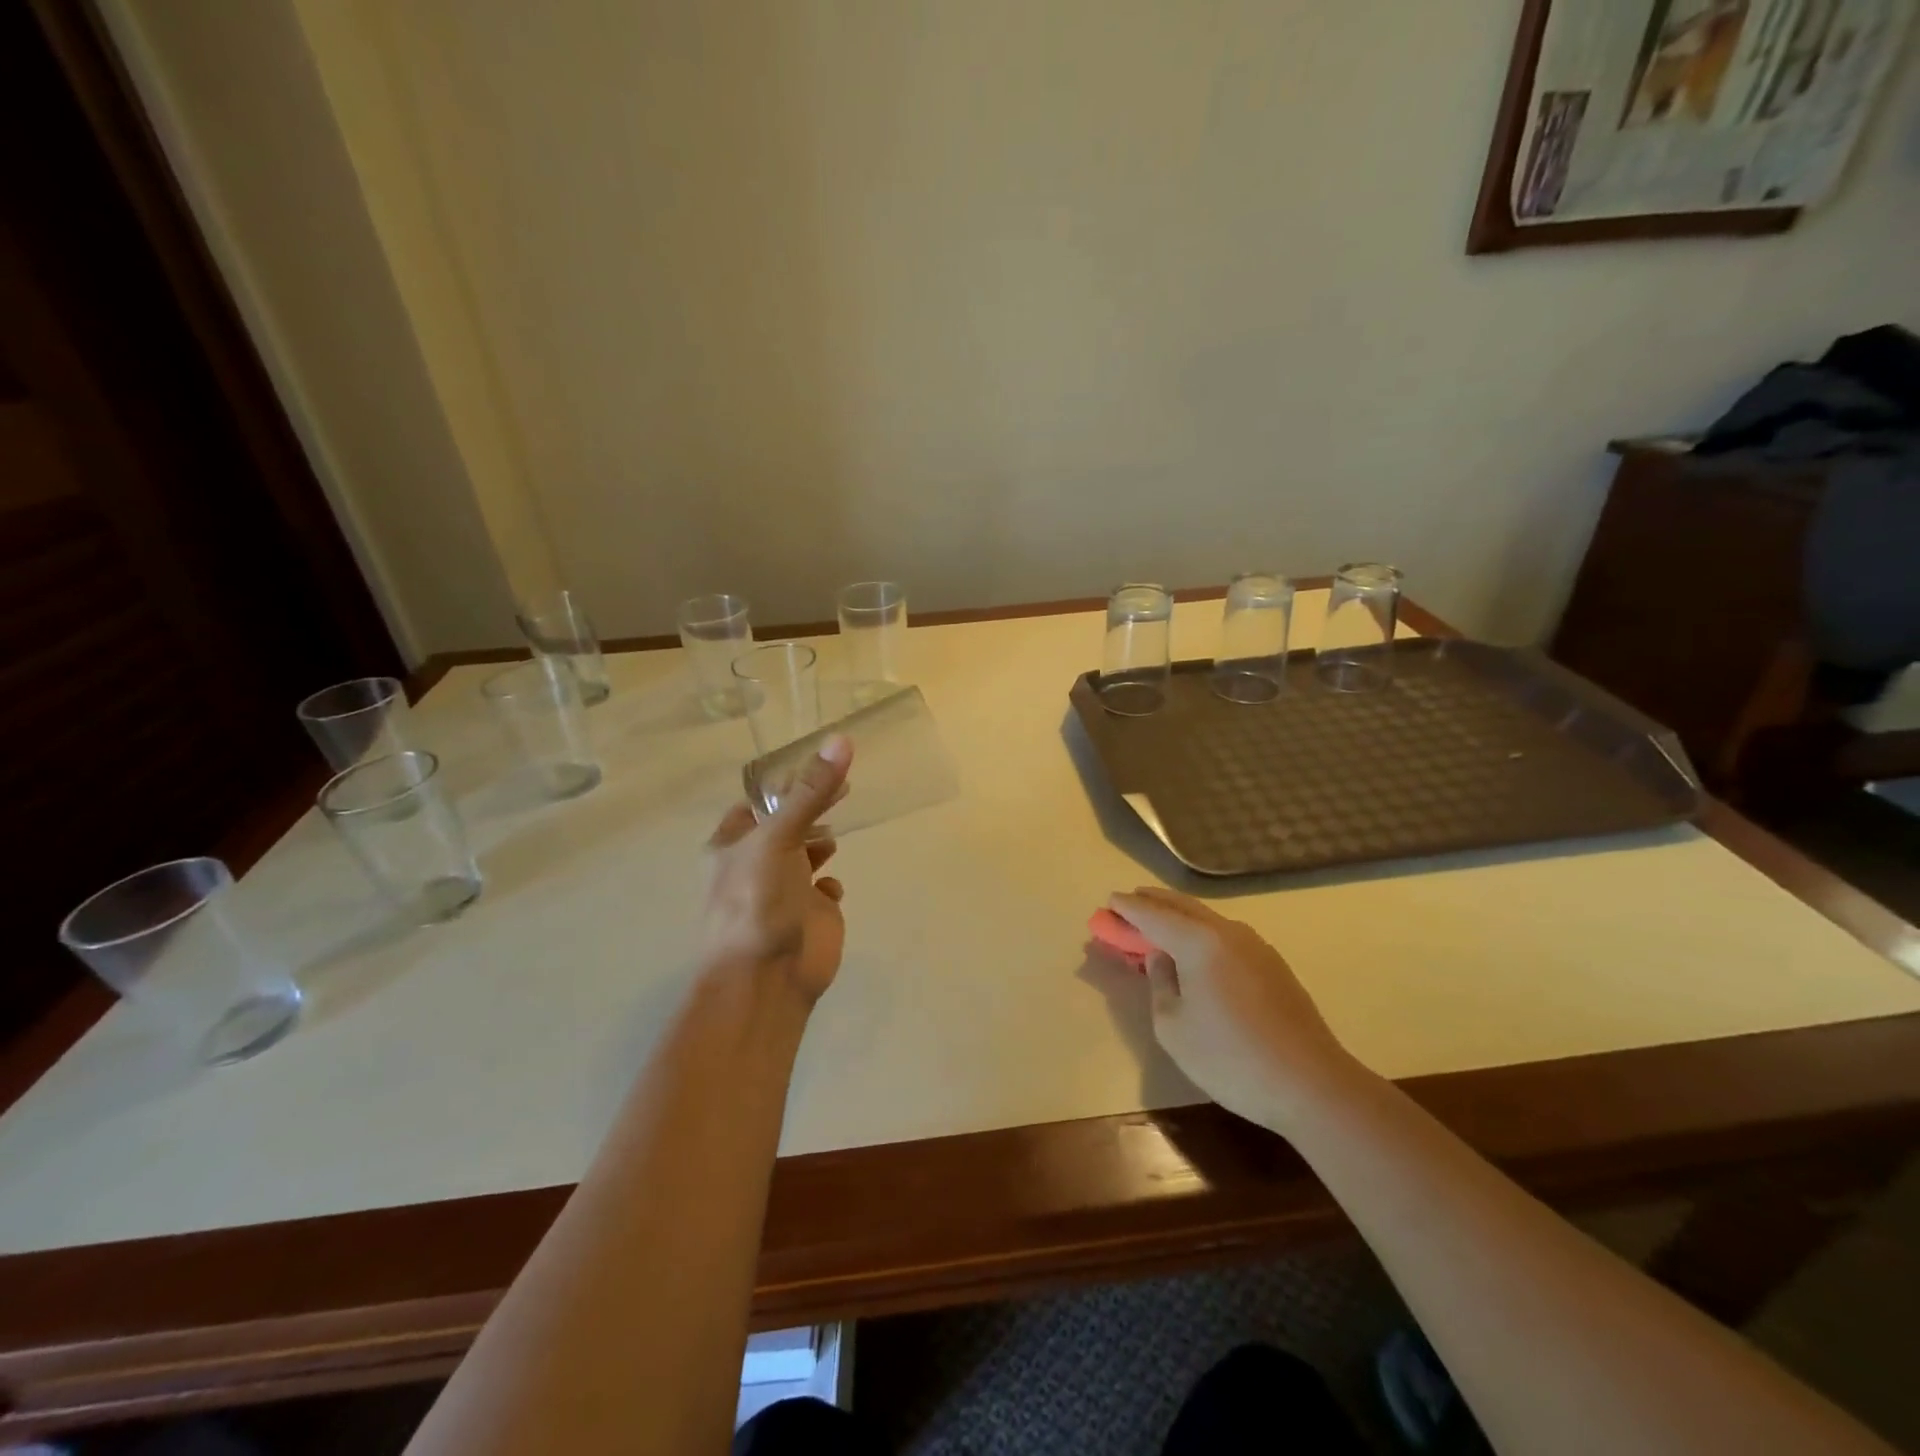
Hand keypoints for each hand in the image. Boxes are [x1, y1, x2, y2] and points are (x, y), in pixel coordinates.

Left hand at [703, 736, 852, 1002]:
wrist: (767, 979)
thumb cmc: (758, 901)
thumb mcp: (779, 838)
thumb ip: (811, 792)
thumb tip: (842, 739)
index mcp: (731, 844)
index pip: (756, 803)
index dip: (784, 785)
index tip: (816, 766)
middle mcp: (755, 864)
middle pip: (785, 825)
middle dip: (809, 808)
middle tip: (842, 787)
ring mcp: (784, 890)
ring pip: (805, 855)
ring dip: (819, 842)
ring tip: (837, 830)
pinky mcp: (811, 913)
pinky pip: (824, 889)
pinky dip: (830, 883)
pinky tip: (833, 885)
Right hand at [1108, 887, 1365, 1128]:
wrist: (1310, 1084)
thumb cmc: (1230, 1058)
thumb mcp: (1173, 1027)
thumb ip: (1160, 984)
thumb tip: (1162, 959)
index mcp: (1199, 941)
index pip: (1153, 915)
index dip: (1128, 908)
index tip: (1109, 902)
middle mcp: (1227, 932)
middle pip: (1182, 907)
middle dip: (1152, 903)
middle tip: (1129, 903)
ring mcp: (1256, 946)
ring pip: (1207, 919)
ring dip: (1178, 916)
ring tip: (1158, 921)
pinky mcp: (1273, 965)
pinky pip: (1225, 935)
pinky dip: (1200, 932)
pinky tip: (1195, 946)